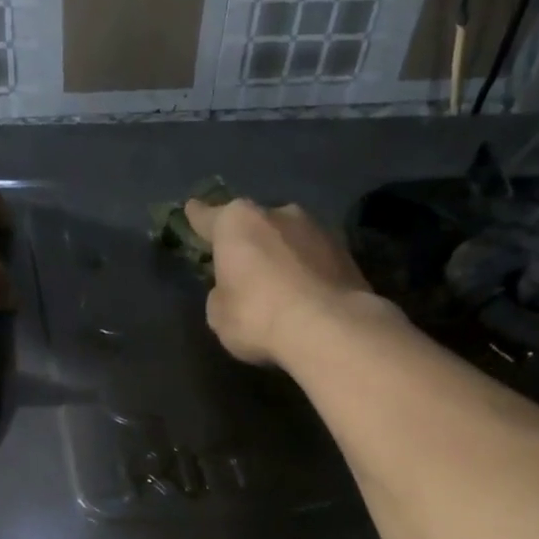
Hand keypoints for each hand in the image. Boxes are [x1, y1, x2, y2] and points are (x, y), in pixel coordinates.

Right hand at [185, 197, 375, 366]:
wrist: (328, 328)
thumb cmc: (258, 316)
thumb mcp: (220, 315)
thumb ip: (222, 294)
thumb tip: (234, 290)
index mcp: (237, 223)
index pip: (209, 217)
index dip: (198, 217)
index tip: (192, 210)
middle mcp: (278, 213)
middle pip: (255, 225)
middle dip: (250, 242)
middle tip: (245, 268)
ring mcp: (317, 228)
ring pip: (289, 239)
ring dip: (282, 255)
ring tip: (281, 286)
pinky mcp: (346, 251)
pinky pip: (315, 259)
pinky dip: (308, 272)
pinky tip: (307, 295)